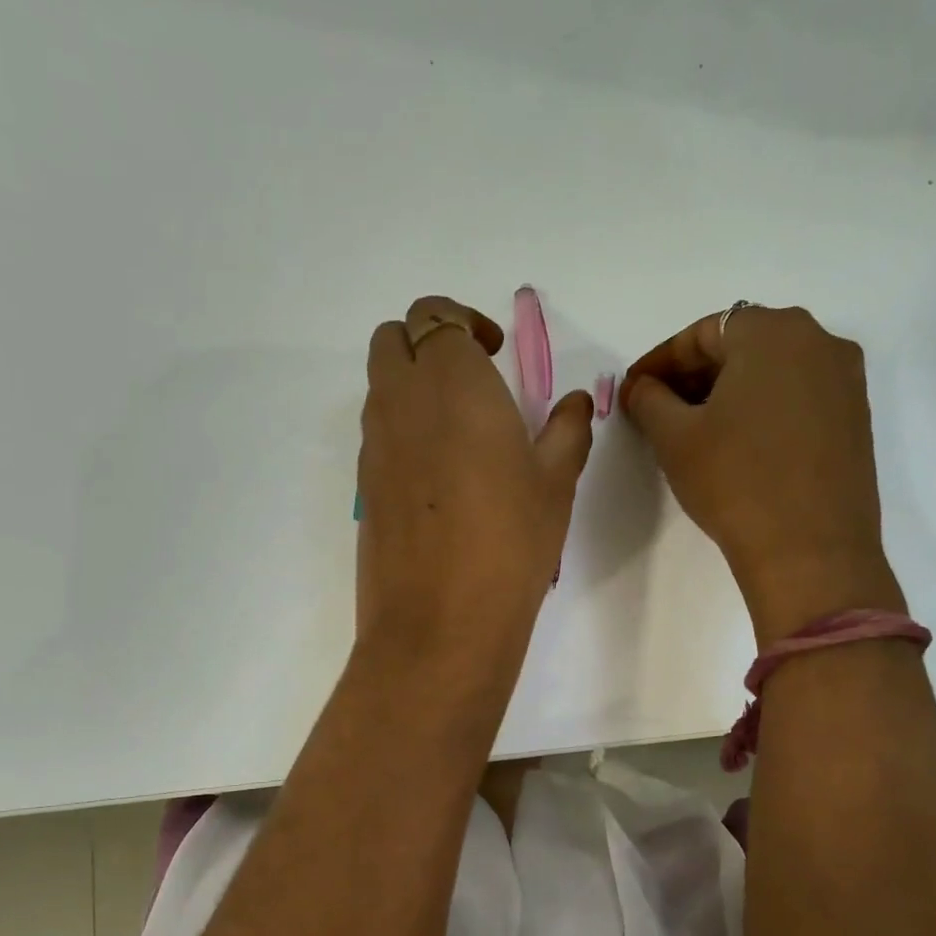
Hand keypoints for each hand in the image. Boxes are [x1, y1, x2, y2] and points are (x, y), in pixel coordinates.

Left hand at [357, 296, 593, 670]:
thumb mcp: (555, 483)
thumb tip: (573, 404)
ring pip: (379, 387)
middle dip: (427, 343)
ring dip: (411, 387)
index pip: (435, 315)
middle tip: (471, 381)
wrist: (440, 620)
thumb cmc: (510, 541)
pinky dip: (401, 431)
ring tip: (459, 432)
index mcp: (451, 382)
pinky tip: (438, 478)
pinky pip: (377, 435)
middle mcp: (400, 401)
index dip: (463, 322)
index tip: (495, 354)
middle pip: (391, 339)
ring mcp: (373, 445)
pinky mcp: (362, 486)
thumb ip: (566, 430)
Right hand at [622, 305, 901, 643]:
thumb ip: (650, 400)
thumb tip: (642, 388)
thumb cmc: (735, 481)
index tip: (632, 391)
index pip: (701, 332)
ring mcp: (844, 380)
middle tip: (658, 410)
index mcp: (772, 332)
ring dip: (728, 392)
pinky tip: (738, 444)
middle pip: (741, 346)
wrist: (810, 550)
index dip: (659, 362)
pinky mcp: (855, 419)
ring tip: (695, 430)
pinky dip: (762, 409)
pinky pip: (797, 397)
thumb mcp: (675, 438)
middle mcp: (818, 341)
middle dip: (694, 375)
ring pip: (772, 372)